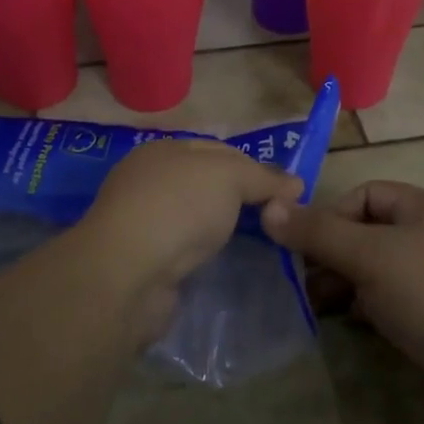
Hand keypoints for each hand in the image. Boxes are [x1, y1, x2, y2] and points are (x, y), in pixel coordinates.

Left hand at [81, 138, 302, 288]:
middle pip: (206, 185)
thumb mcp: (229, 176)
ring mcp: (143, 223)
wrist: (129, 273)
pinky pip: (183, 250)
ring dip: (221, 229)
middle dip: (239, 199)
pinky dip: (203, 255)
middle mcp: (149, 181)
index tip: (286, 192)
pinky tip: (222, 264)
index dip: (254, 167)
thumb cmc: (179, 207)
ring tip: (259, 245)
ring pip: (195, 219)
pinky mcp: (142, 261)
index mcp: (164, 150)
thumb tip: (294, 183)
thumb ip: (262, 177)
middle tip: (276, 219)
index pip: (218, 150)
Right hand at [261, 180, 423, 382]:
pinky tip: (358, 323)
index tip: (307, 250)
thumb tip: (269, 208)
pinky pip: (400, 296)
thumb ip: (318, 233)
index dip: (330, 217)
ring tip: (323, 307)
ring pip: (384, 267)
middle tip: (308, 284)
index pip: (365, 194)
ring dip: (350, 282)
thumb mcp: (369, 258)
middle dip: (335, 255)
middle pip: (372, 231)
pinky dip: (374, 305)